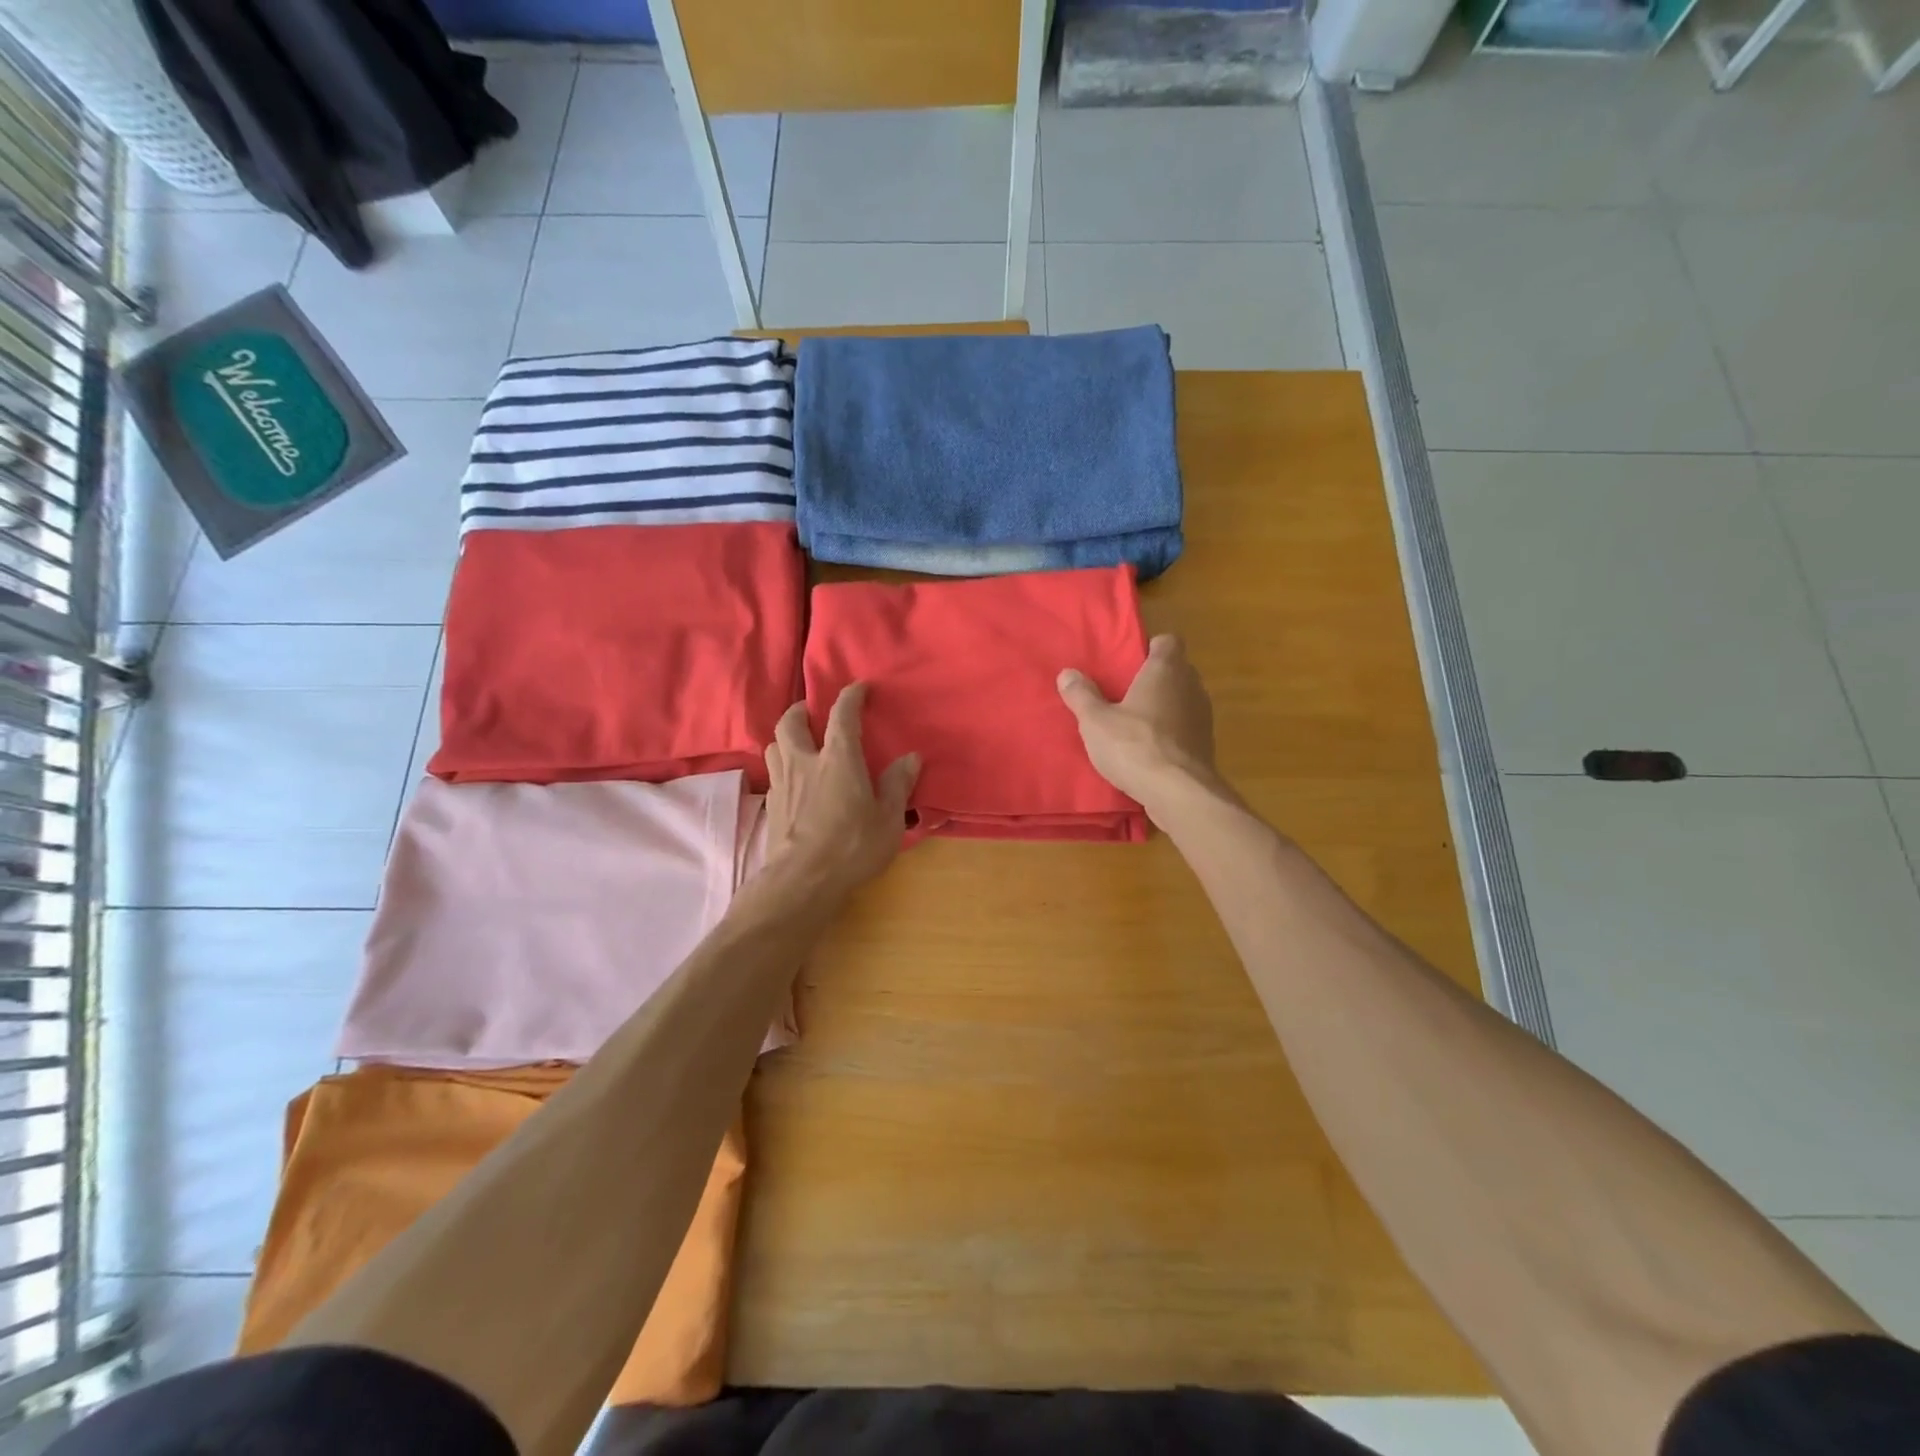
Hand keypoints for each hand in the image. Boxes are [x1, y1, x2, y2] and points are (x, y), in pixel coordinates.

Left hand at [763, 683, 919, 895]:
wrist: (802, 881)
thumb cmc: (852, 846)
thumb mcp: (887, 819)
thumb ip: (897, 785)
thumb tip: (910, 758)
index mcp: (837, 759)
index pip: (842, 715)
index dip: (851, 696)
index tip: (859, 688)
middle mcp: (804, 762)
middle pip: (791, 723)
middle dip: (801, 710)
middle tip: (812, 711)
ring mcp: (782, 784)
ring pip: (774, 745)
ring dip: (785, 736)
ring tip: (798, 742)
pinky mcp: (771, 807)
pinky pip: (773, 774)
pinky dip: (782, 766)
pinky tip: (793, 780)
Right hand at [1057, 634, 1217, 816]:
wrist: (1179, 793)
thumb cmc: (1135, 746)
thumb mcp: (1096, 721)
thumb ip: (1081, 695)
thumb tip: (1067, 673)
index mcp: (1166, 670)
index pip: (1168, 641)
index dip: (1150, 648)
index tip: (1130, 662)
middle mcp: (1191, 686)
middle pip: (1176, 670)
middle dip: (1154, 679)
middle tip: (1124, 692)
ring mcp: (1203, 717)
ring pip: (1183, 700)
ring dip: (1163, 707)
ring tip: (1134, 723)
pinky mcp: (1206, 745)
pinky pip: (1186, 728)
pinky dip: (1171, 733)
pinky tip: (1149, 750)